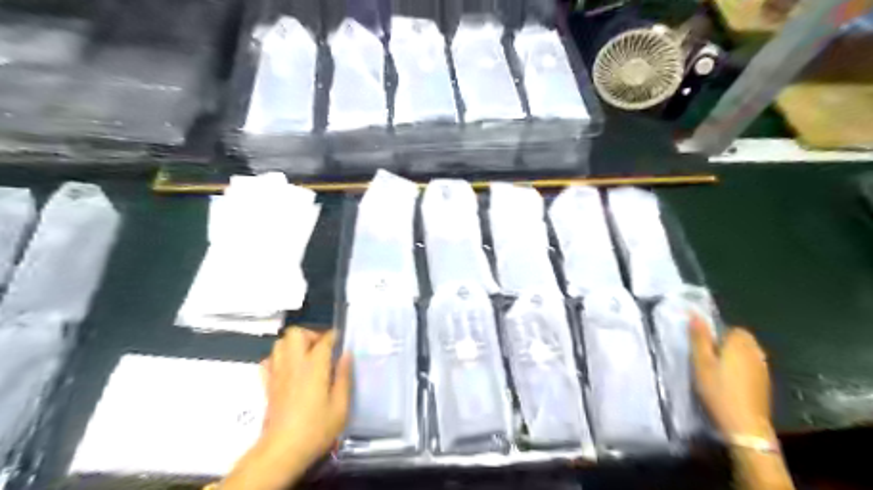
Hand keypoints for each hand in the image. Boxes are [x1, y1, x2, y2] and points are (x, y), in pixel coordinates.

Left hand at [259, 328, 350, 463]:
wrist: (282, 451)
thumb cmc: (316, 428)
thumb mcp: (341, 406)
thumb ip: (344, 377)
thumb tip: (346, 355)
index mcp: (314, 366)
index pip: (324, 339)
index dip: (333, 336)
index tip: (341, 341)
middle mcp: (294, 364)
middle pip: (296, 333)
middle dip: (310, 335)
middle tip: (321, 350)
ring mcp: (277, 373)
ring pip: (280, 343)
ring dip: (293, 345)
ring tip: (306, 358)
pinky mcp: (267, 384)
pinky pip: (268, 361)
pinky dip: (278, 359)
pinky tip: (289, 371)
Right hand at [689, 317, 768, 436]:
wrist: (744, 424)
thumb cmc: (718, 389)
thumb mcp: (701, 362)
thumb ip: (699, 337)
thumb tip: (695, 314)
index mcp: (740, 342)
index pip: (731, 328)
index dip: (716, 335)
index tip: (704, 348)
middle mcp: (756, 351)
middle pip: (740, 340)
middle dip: (725, 345)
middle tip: (707, 359)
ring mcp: (764, 368)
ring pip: (746, 354)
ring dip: (733, 358)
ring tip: (717, 372)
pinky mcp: (765, 383)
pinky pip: (750, 367)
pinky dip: (740, 371)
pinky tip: (730, 383)